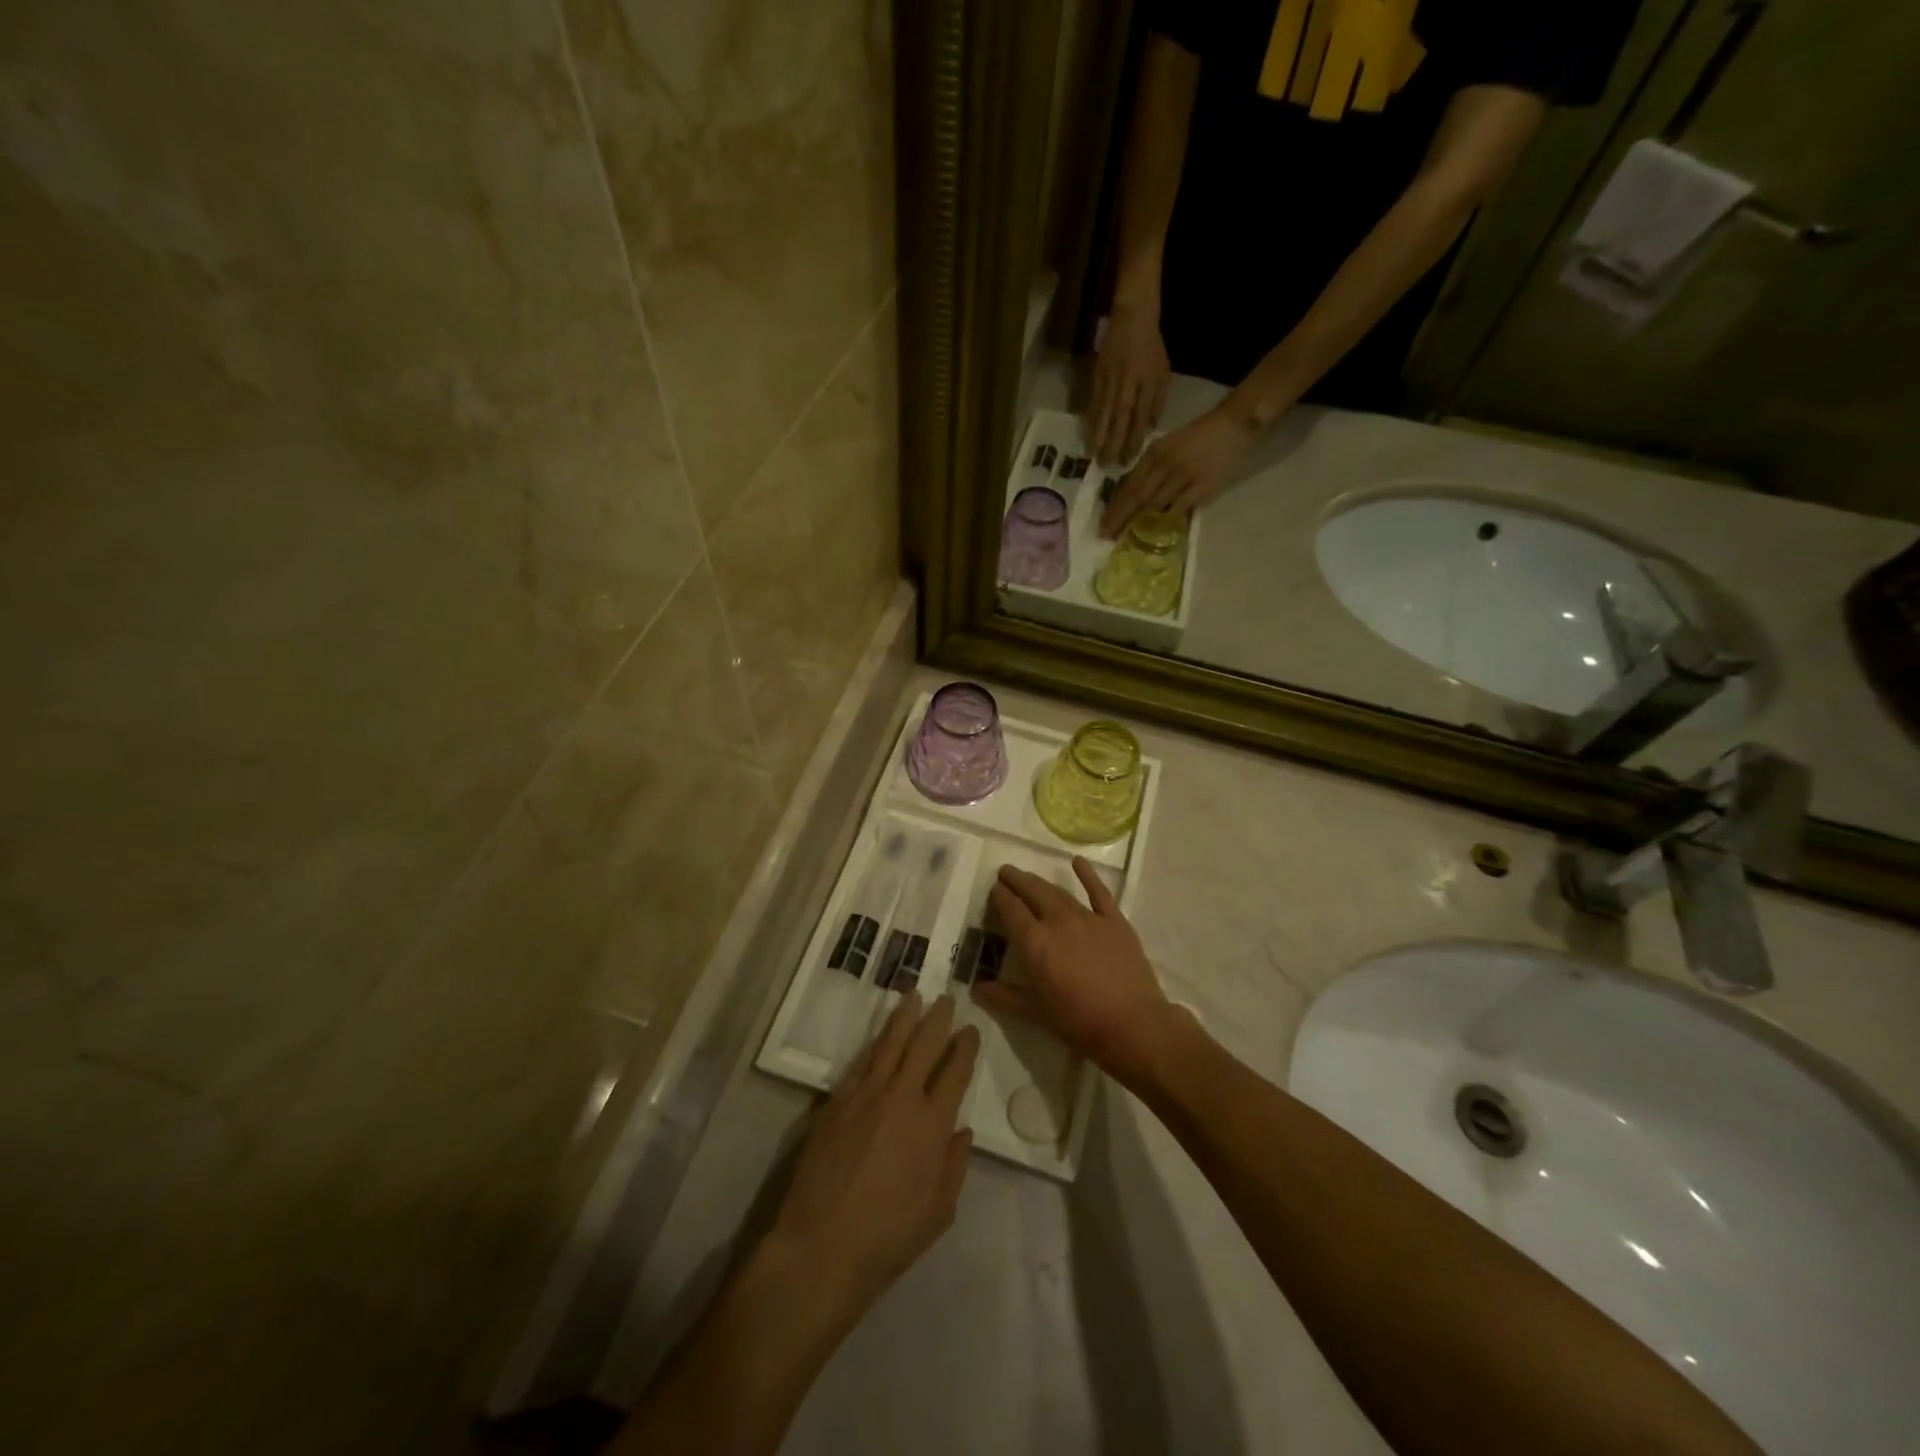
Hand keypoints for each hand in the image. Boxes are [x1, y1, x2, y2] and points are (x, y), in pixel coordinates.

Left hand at [761, 996, 978, 1329]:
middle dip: (938, 1019)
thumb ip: (954, 1165)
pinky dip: (875, 1044)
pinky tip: (881, 1035)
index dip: (965, 1048)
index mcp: (932, 1123)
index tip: (970, 1030)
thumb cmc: (889, 1236)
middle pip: (924, 1045)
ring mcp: (866, 1095)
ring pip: (890, 1044)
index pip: (955, 1072)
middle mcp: (902, 1097)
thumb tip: (962, 1130)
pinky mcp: (837, 1101)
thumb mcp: (939, 1211)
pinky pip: (861, 1063)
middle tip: (947, 998)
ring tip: (914, 995)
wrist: (822, 1245)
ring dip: (905, 1017)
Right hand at [976, 858, 1175, 1087]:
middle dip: (1016, 880)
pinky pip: (1099, 892)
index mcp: (1035, 943)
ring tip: (1029, 876)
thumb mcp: (1036, 1013)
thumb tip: (976, 989)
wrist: (1133, 1025)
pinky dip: (1087, 875)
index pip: (1011, 910)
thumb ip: (1004, 997)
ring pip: (1058, 892)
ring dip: (1040, 882)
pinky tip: (1078, 862)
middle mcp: (1058, 922)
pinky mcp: (1114, 921)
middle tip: (1005, 873)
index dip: (1000, 897)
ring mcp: (1088, 918)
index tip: (994, 890)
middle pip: (1032, 892)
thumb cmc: (1079, 1022)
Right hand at [1086, 302, 1170, 465]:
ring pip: (1104, 412)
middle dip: (1113, 442)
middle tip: (1107, 464)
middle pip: (1120, 418)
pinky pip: (1093, 402)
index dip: (1134, 440)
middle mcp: (1128, 384)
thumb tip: (1149, 428)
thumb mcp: (1163, 372)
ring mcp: (1110, 380)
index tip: (1128, 459)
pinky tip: (1086, 434)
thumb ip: (1157, 402)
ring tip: (1092, 454)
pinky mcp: (1097, 376)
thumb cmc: (1151, 348)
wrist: (1132, 318)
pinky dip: (1089, 419)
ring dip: (1097, 435)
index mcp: (1147, 383)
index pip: (1140, 417)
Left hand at [1100, 404, 1260, 538]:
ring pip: (1156, 504)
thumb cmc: (1196, 437)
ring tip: (1126, 538)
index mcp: (1154, 453)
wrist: (1232, 425)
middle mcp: (1165, 464)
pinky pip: (1180, 507)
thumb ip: (1149, 468)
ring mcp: (1184, 475)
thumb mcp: (1166, 446)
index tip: (1104, 523)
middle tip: (1107, 535)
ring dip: (1140, 523)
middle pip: (1138, 497)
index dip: (1116, 506)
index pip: (1130, 485)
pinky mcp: (1203, 486)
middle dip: (1121, 518)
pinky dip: (1167, 520)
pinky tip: (1155, 533)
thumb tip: (1129, 494)